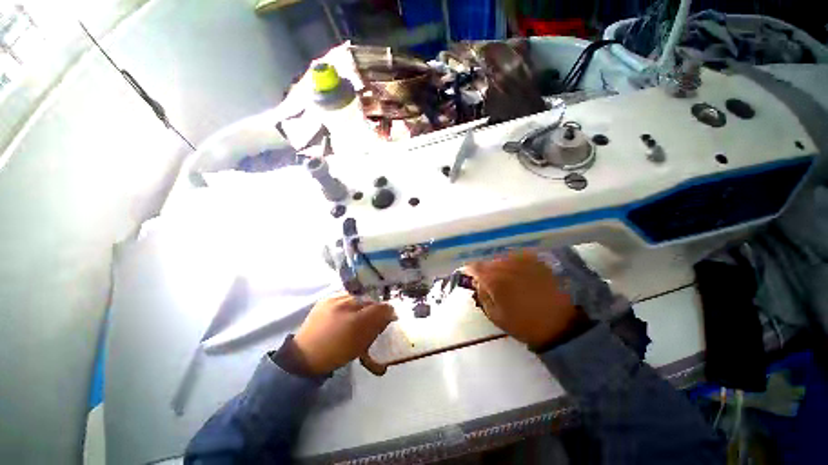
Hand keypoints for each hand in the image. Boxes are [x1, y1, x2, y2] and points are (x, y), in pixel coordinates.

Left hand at [293, 293, 395, 374]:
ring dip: (362, 304)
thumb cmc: (336, 353)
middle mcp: (347, 305)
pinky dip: (349, 302)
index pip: (380, 308)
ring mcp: (335, 300)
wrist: (305, 356)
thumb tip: (389, 314)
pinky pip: (344, 296)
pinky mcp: (325, 299)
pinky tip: (347, 310)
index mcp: (357, 321)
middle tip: (373, 317)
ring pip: (357, 297)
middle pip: (369, 301)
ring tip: (358, 314)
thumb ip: (377, 327)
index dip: (387, 311)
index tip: (389, 316)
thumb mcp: (361, 345)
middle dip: (374, 308)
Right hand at [464, 251, 588, 349]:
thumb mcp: (494, 315)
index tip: (470, 276)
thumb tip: (478, 282)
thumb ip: (482, 295)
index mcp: (494, 279)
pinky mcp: (536, 261)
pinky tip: (518, 273)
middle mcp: (506, 265)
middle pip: (489, 261)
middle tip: (488, 280)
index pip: (474, 267)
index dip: (470, 270)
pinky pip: (518, 257)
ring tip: (505, 277)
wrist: (559, 325)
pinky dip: (514, 263)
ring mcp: (522, 261)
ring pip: (503, 258)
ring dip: (499, 266)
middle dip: (485, 270)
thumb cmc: (522, 324)